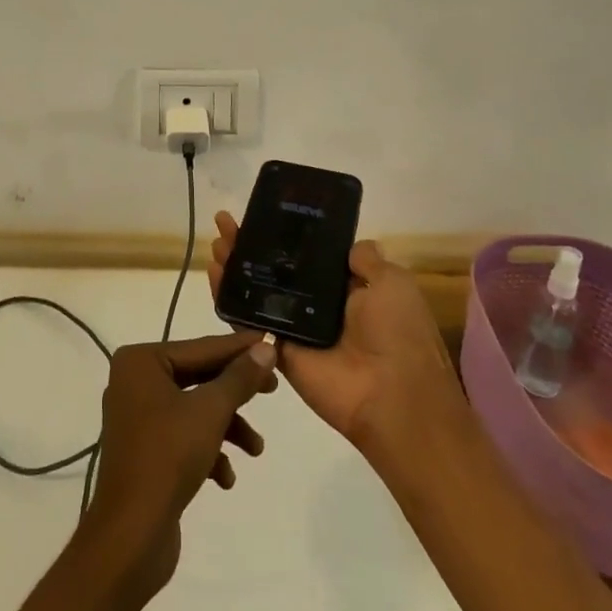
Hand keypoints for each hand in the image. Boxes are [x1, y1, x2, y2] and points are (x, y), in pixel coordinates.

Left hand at [80, 331, 278, 601]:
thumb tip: (265, 348)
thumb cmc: (168, 458)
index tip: (271, 342)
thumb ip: (239, 378)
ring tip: (256, 449)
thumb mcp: (211, 412)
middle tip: (273, 389)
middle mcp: (135, 382)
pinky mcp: (144, 452)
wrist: (130, 537)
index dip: (239, 348)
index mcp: (141, 362)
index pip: (200, 348)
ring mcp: (137, 418)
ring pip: (194, 410)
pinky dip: (208, 452)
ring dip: (227, 428)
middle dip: (235, 392)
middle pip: (198, 377)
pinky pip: (183, 438)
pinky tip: (225, 477)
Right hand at [208, 212, 464, 450]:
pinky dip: (228, 299)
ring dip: (234, 266)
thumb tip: (349, 244)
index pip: (307, 255)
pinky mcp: (279, 350)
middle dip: (250, 245)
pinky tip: (213, 274)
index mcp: (348, 288)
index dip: (284, 234)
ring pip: (257, 291)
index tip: (261, 214)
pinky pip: (249, 322)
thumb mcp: (392, 282)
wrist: (394, 396)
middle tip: (226, 223)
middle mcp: (319, 305)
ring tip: (216, 242)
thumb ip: (367, 260)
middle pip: (275, 269)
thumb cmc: (399, 333)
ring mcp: (296, 328)